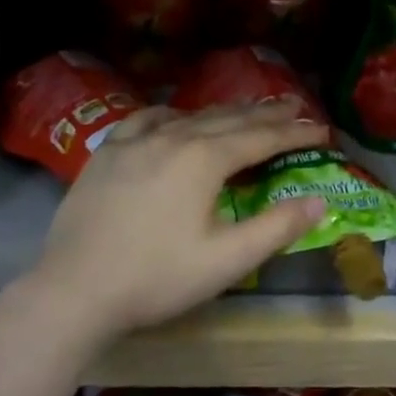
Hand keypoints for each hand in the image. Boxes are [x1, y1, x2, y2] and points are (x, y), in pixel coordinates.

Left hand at [31, 99, 330, 337]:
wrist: (73, 290)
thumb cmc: (156, 278)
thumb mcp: (226, 260)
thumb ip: (276, 228)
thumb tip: (318, 201)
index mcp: (205, 160)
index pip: (261, 138)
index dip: (294, 133)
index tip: (321, 129)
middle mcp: (174, 137)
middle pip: (230, 119)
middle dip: (266, 113)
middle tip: (294, 106)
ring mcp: (136, 141)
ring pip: (191, 116)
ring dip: (225, 112)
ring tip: (246, 109)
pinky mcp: (108, 152)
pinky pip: (147, 120)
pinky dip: (171, 115)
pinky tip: (174, 117)